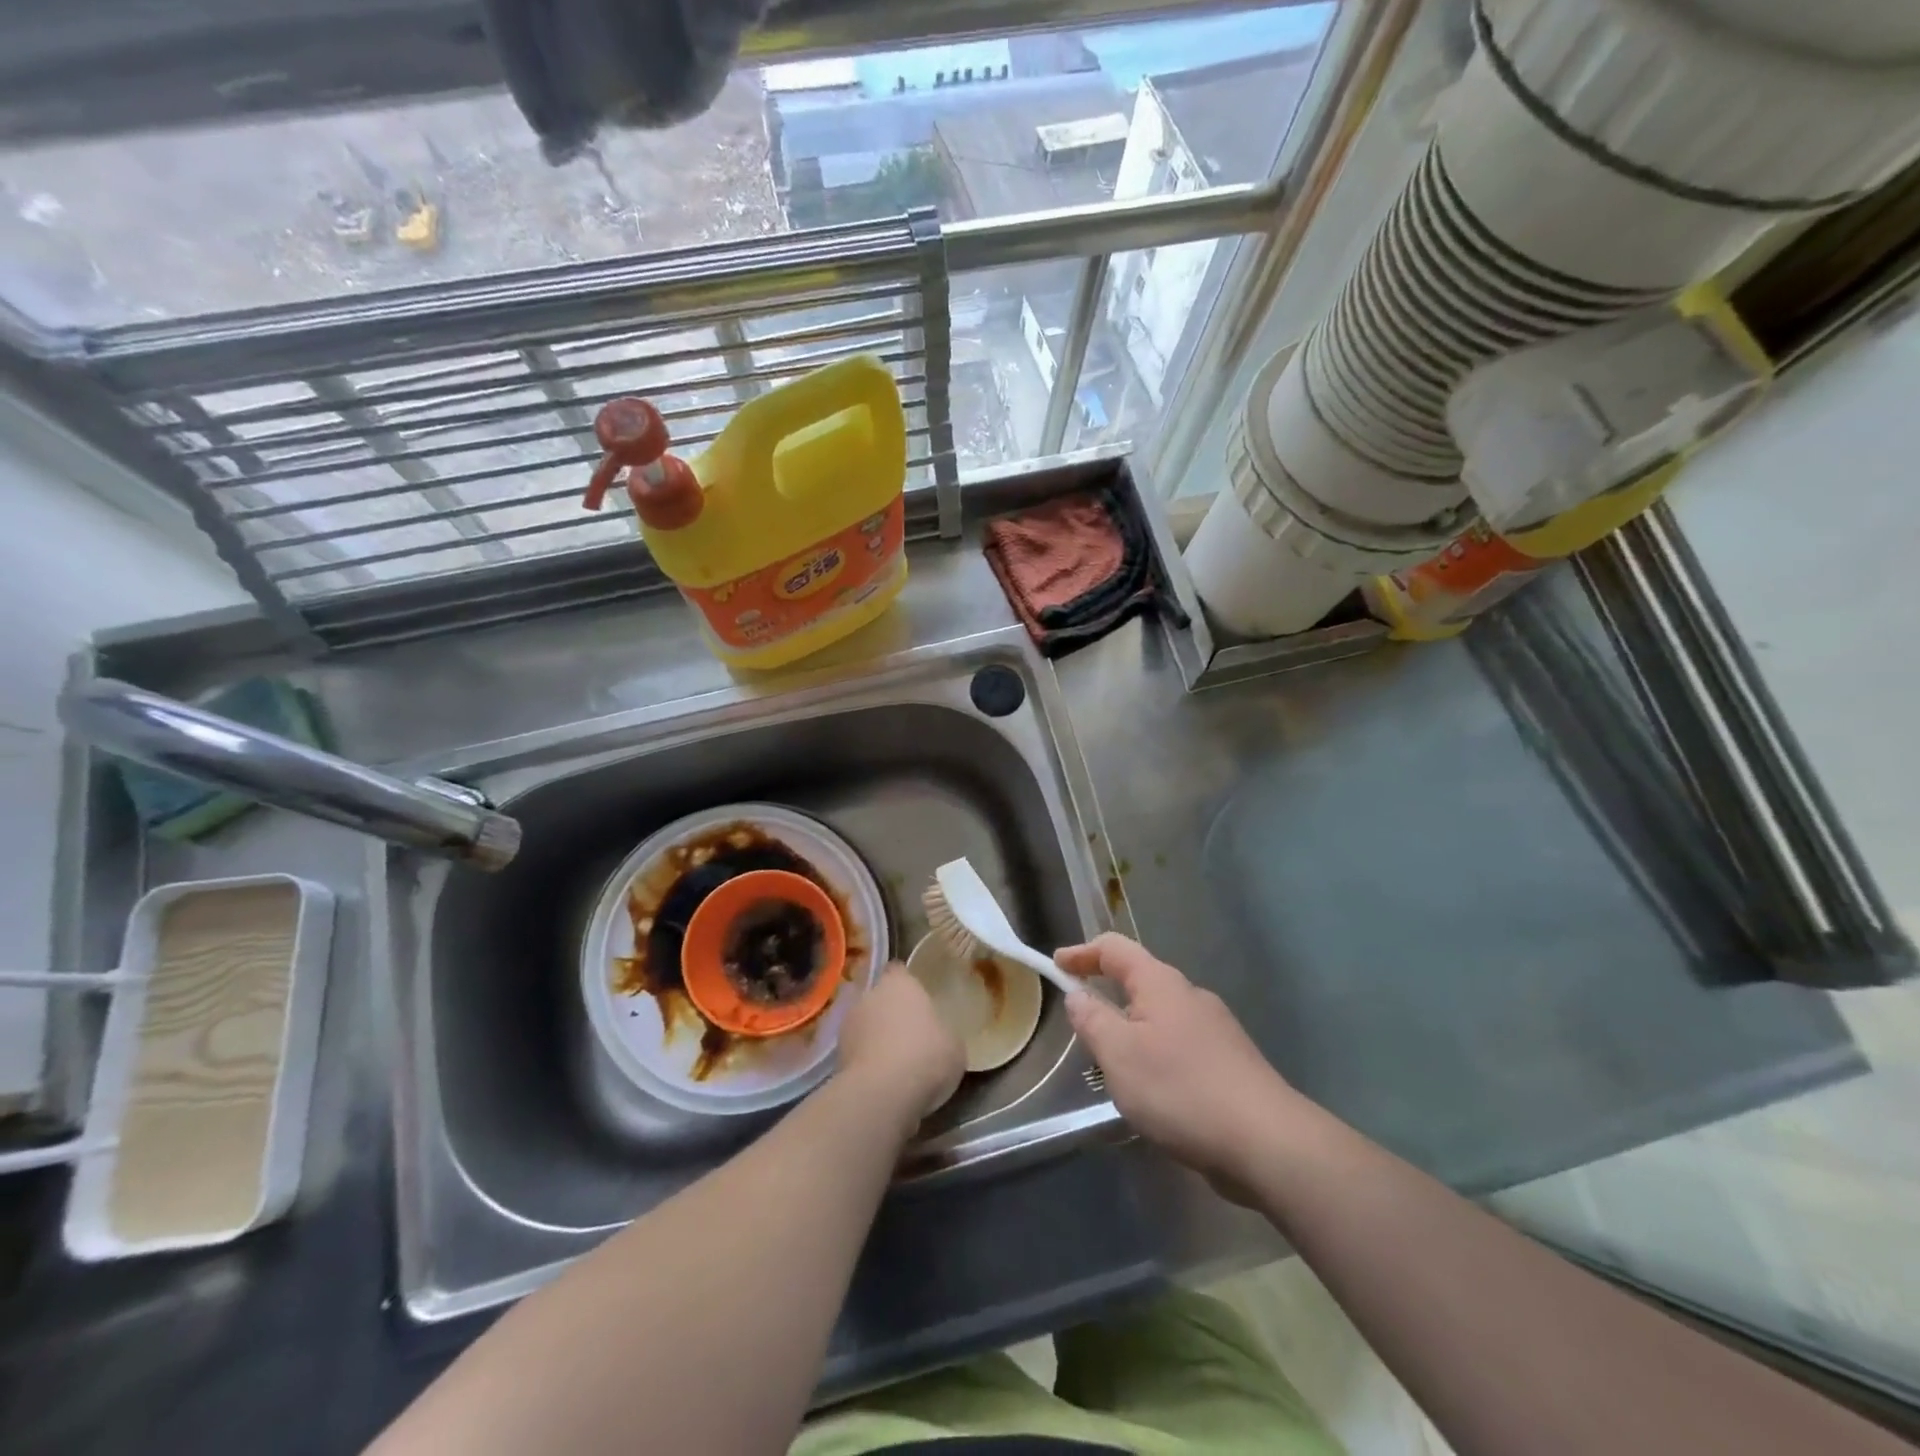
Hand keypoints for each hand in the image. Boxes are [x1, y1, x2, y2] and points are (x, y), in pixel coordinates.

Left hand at [836, 963, 964, 1123]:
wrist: (883, 1093)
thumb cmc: (926, 1055)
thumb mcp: (954, 1043)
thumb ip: (941, 1031)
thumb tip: (936, 1035)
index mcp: (899, 982)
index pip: (899, 971)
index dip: (907, 986)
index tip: (918, 1001)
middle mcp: (869, 995)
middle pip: (879, 999)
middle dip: (889, 1013)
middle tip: (908, 1035)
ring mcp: (847, 1025)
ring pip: (864, 1026)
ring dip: (874, 1039)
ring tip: (894, 1064)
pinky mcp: (835, 1057)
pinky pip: (856, 1054)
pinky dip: (865, 1064)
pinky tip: (882, 1082)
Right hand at [1059, 934, 1303, 1196]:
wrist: (1267, 1142)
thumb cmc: (1181, 1089)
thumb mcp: (1119, 1054)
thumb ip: (1092, 1019)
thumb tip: (1078, 994)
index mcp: (1161, 984)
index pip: (1114, 948)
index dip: (1082, 953)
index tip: (1056, 965)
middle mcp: (1190, 996)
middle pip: (1139, 980)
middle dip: (1107, 995)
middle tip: (1082, 1025)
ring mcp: (1216, 1030)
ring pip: (1160, 1017)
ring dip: (1131, 1031)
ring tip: (1113, 1067)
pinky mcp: (1230, 1063)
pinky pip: (1179, 1046)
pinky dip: (1156, 1056)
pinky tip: (1154, 1093)